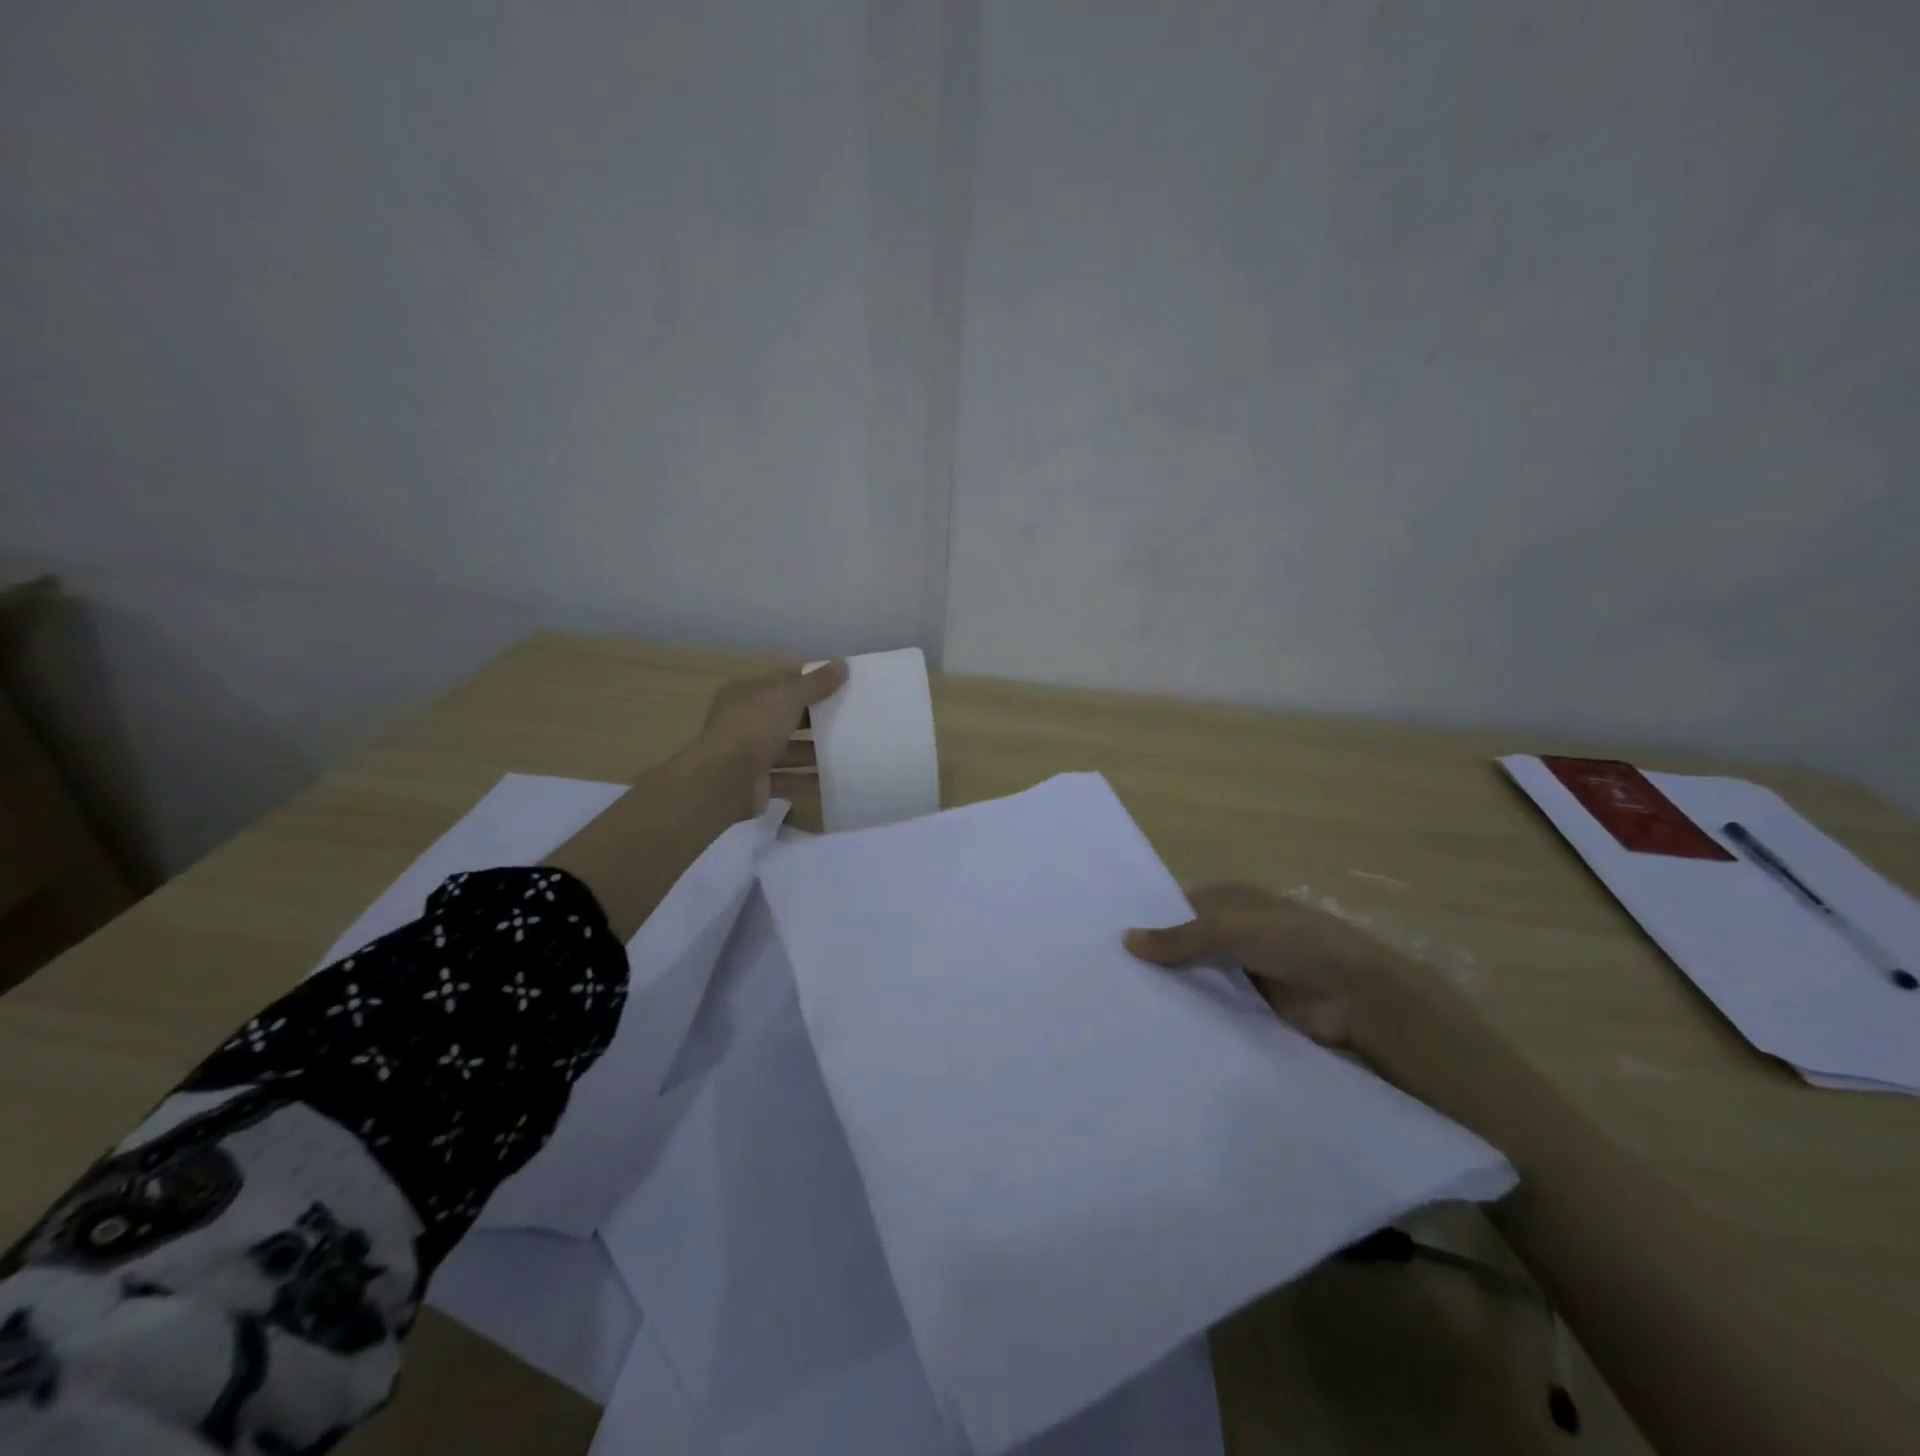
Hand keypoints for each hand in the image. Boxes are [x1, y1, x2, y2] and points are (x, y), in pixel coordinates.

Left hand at [692, 660, 848, 816]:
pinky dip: (809, 780)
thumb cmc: (754, 727)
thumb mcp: (788, 696)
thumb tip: (843, 664)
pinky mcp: (758, 783)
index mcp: (746, 694)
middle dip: (816, 719)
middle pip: (787, 717)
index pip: (783, 683)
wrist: (725, 780)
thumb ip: (816, 683)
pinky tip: (835, 778)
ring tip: (849, 750)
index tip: (843, 685)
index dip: (811, 682)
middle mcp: (745, 721)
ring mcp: (750, 754)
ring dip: (815, 751)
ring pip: (789, 749)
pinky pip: (789, 779)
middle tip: (852, 719)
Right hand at [1125, 884, 1482, 1070]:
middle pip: (1182, 944)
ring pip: (1195, 978)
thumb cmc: (1293, 941)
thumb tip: (1124, 940)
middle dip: (1152, 959)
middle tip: (1104, 980)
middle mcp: (1231, 933)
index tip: (1104, 940)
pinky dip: (1191, 1015)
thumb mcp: (1230, 928)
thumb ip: (1179, 938)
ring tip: (1118, 1008)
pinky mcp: (1251, 1008)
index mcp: (1228, 901)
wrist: (1357, 994)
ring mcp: (1242, 971)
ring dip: (1170, 989)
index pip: (1175, 907)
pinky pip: (1212, 1008)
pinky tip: (1156, 1028)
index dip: (1145, 920)